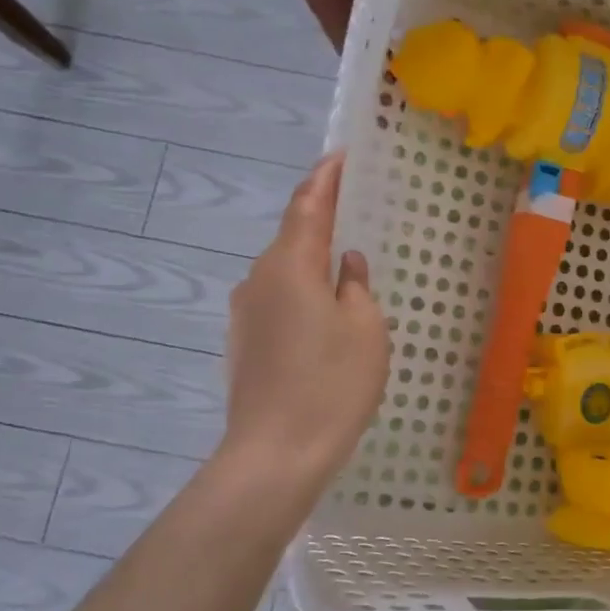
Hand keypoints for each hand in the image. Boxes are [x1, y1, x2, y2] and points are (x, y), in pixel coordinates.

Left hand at [217, 151, 389, 494]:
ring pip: (285, 273)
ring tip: (346, 272)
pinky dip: (303, 296)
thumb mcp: (365, 328)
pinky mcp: (243, 344)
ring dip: (313, 264)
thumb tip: (344, 264)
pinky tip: (325, 318)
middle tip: (356, 212)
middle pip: (293, 238)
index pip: (308, 205)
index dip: (326, 178)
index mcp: (290, 265)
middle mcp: (259, 280)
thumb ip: (356, 286)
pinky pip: (278, 302)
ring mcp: (245, 314)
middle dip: (322, 221)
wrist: (275, 454)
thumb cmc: (332, 383)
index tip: (341, 156)